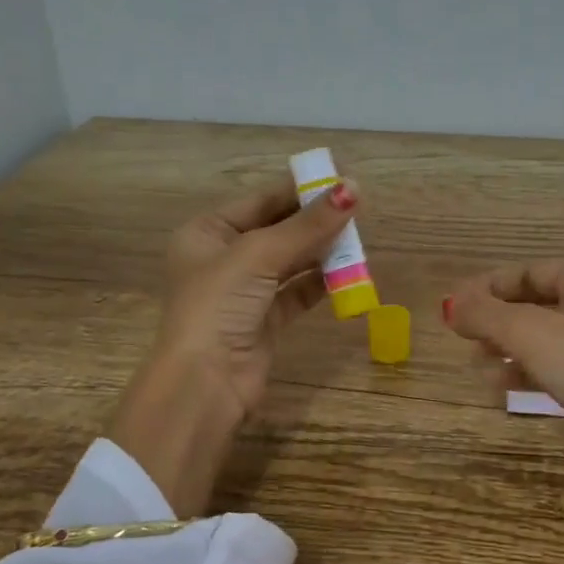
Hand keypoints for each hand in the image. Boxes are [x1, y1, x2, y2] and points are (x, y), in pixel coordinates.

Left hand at [111, 175, 358, 516]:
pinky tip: (347, 273)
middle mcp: (223, 258)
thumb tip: (353, 188)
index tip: (341, 180)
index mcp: (207, 232)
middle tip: (358, 209)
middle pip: (277, 230)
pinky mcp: (264, 320)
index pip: (260, 202)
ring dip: (321, 252)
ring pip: (290, 261)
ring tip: (358, 240)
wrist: (205, 382)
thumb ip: (308, 225)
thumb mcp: (260, 255)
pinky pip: (296, 292)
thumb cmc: (219, 305)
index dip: (300, 191)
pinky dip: (320, 282)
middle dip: (315, 222)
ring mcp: (244, 291)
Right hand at [444, 261, 563, 562]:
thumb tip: (449, 305)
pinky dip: (526, 373)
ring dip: (506, 349)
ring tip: (476, 365)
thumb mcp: (528, 332)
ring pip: (542, 339)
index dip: (488, 287)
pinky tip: (499, 387)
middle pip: (534, 304)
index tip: (452, 307)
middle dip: (496, 321)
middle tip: (461, 338)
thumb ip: (484, 314)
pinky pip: (555, 368)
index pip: (529, 272)